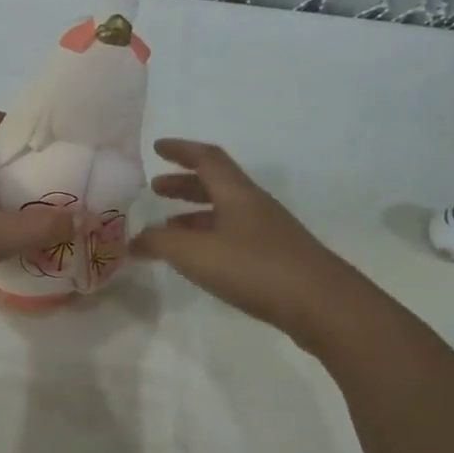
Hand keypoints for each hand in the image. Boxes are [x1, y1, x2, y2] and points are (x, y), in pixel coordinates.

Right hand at [131, 138, 373, 344]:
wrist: (321, 304)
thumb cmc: (254, 268)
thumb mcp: (194, 253)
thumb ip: (159, 243)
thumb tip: (133, 241)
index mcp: (237, 193)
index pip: (207, 158)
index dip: (181, 150)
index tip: (157, 148)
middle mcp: (253, 206)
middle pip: (216, 184)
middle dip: (183, 183)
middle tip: (156, 189)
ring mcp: (267, 232)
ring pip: (224, 212)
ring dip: (194, 214)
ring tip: (168, 227)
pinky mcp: (274, 258)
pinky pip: (232, 236)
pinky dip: (208, 238)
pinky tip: (199, 259)